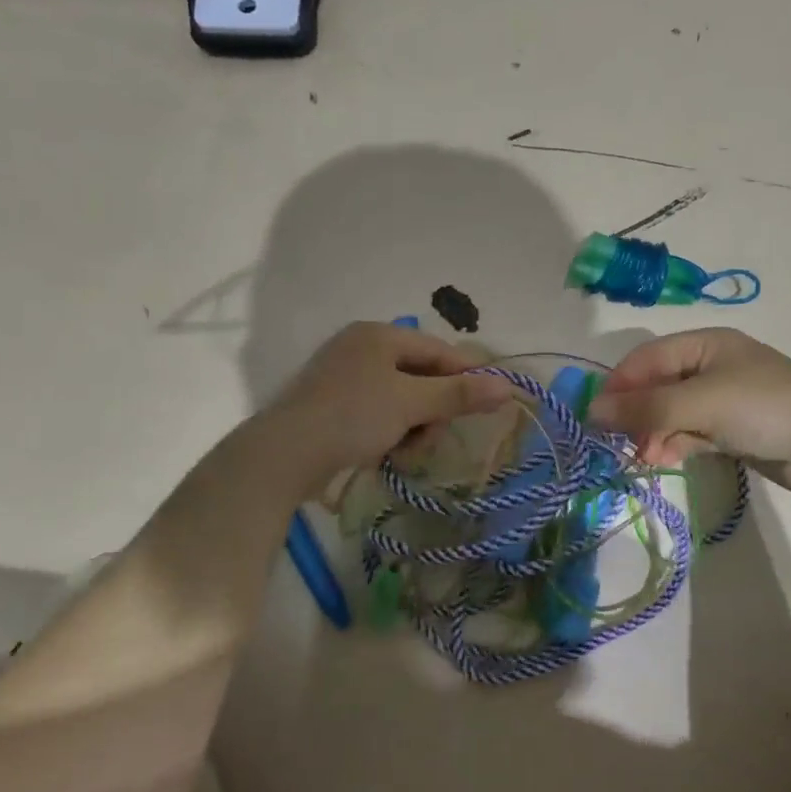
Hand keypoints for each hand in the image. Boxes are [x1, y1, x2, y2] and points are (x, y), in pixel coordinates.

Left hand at [263, 322, 512, 488]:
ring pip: (401, 398)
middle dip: (432, 410)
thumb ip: (459, 394)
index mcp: (378, 335)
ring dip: (411, 426)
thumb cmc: (352, 417)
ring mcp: (343, 376)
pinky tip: (384, 453)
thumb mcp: (411, 404)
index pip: (439, 351)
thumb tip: (507, 386)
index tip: (486, 405)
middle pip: (420, 376)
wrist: (283, 455)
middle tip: (429, 437)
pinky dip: (388, 431)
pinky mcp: (332, 404)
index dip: (466, 376)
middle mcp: (361, 348)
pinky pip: (378, 412)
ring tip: (403, 451)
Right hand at [588, 329, 790, 491]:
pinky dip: (675, 443)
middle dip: (637, 413)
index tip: (595, 415)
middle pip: (658, 385)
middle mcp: (712, 365)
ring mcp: (724, 398)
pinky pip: (691, 431)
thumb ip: (646, 408)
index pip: (648, 358)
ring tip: (644, 457)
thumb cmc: (762, 408)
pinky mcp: (732, 428)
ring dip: (654, 432)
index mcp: (706, 343)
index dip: (620, 383)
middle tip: (618, 441)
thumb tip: (593, 410)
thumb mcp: (700, 403)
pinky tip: (662, 459)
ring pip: (672, 412)